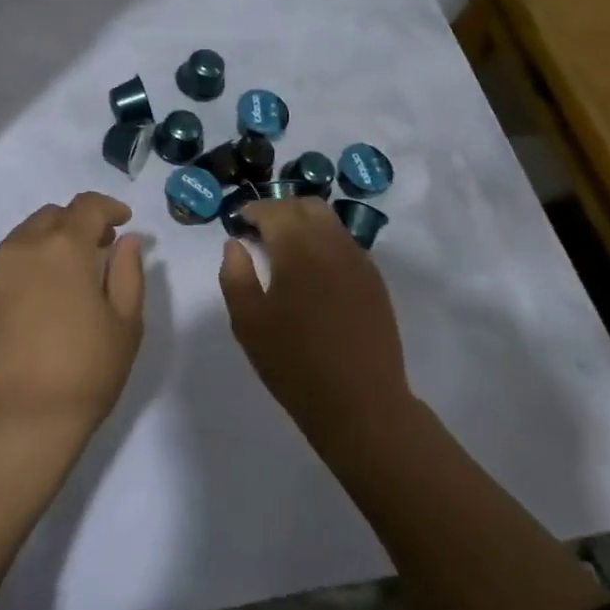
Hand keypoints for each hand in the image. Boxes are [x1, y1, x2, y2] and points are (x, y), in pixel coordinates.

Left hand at [0, 192, 145, 441]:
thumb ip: (128, 274)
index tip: (124, 222)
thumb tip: (126, 241)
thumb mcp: (124, 325)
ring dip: (52, 240)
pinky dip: (32, 262)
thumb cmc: (81, 372)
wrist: (11, 423)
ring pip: (27, 236)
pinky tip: (45, 295)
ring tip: (73, 273)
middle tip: (101, 247)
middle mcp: (23, 247)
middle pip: (53, 215)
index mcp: (62, 246)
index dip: (109, 208)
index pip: (86, 206)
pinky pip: (10, 261)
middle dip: (79, 222)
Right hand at [218, 198, 412, 448]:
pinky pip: (346, 244)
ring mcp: (358, 261)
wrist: (361, 403)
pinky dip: (325, 241)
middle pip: (306, 206)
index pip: (274, 210)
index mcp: (298, 249)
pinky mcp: (374, 280)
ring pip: (330, 221)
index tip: (239, 221)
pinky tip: (313, 270)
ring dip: (304, 222)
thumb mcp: (248, 322)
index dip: (253, 210)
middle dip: (280, 210)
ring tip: (286, 248)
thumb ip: (235, 275)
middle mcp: (331, 244)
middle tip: (260, 231)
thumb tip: (235, 244)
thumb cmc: (294, 363)